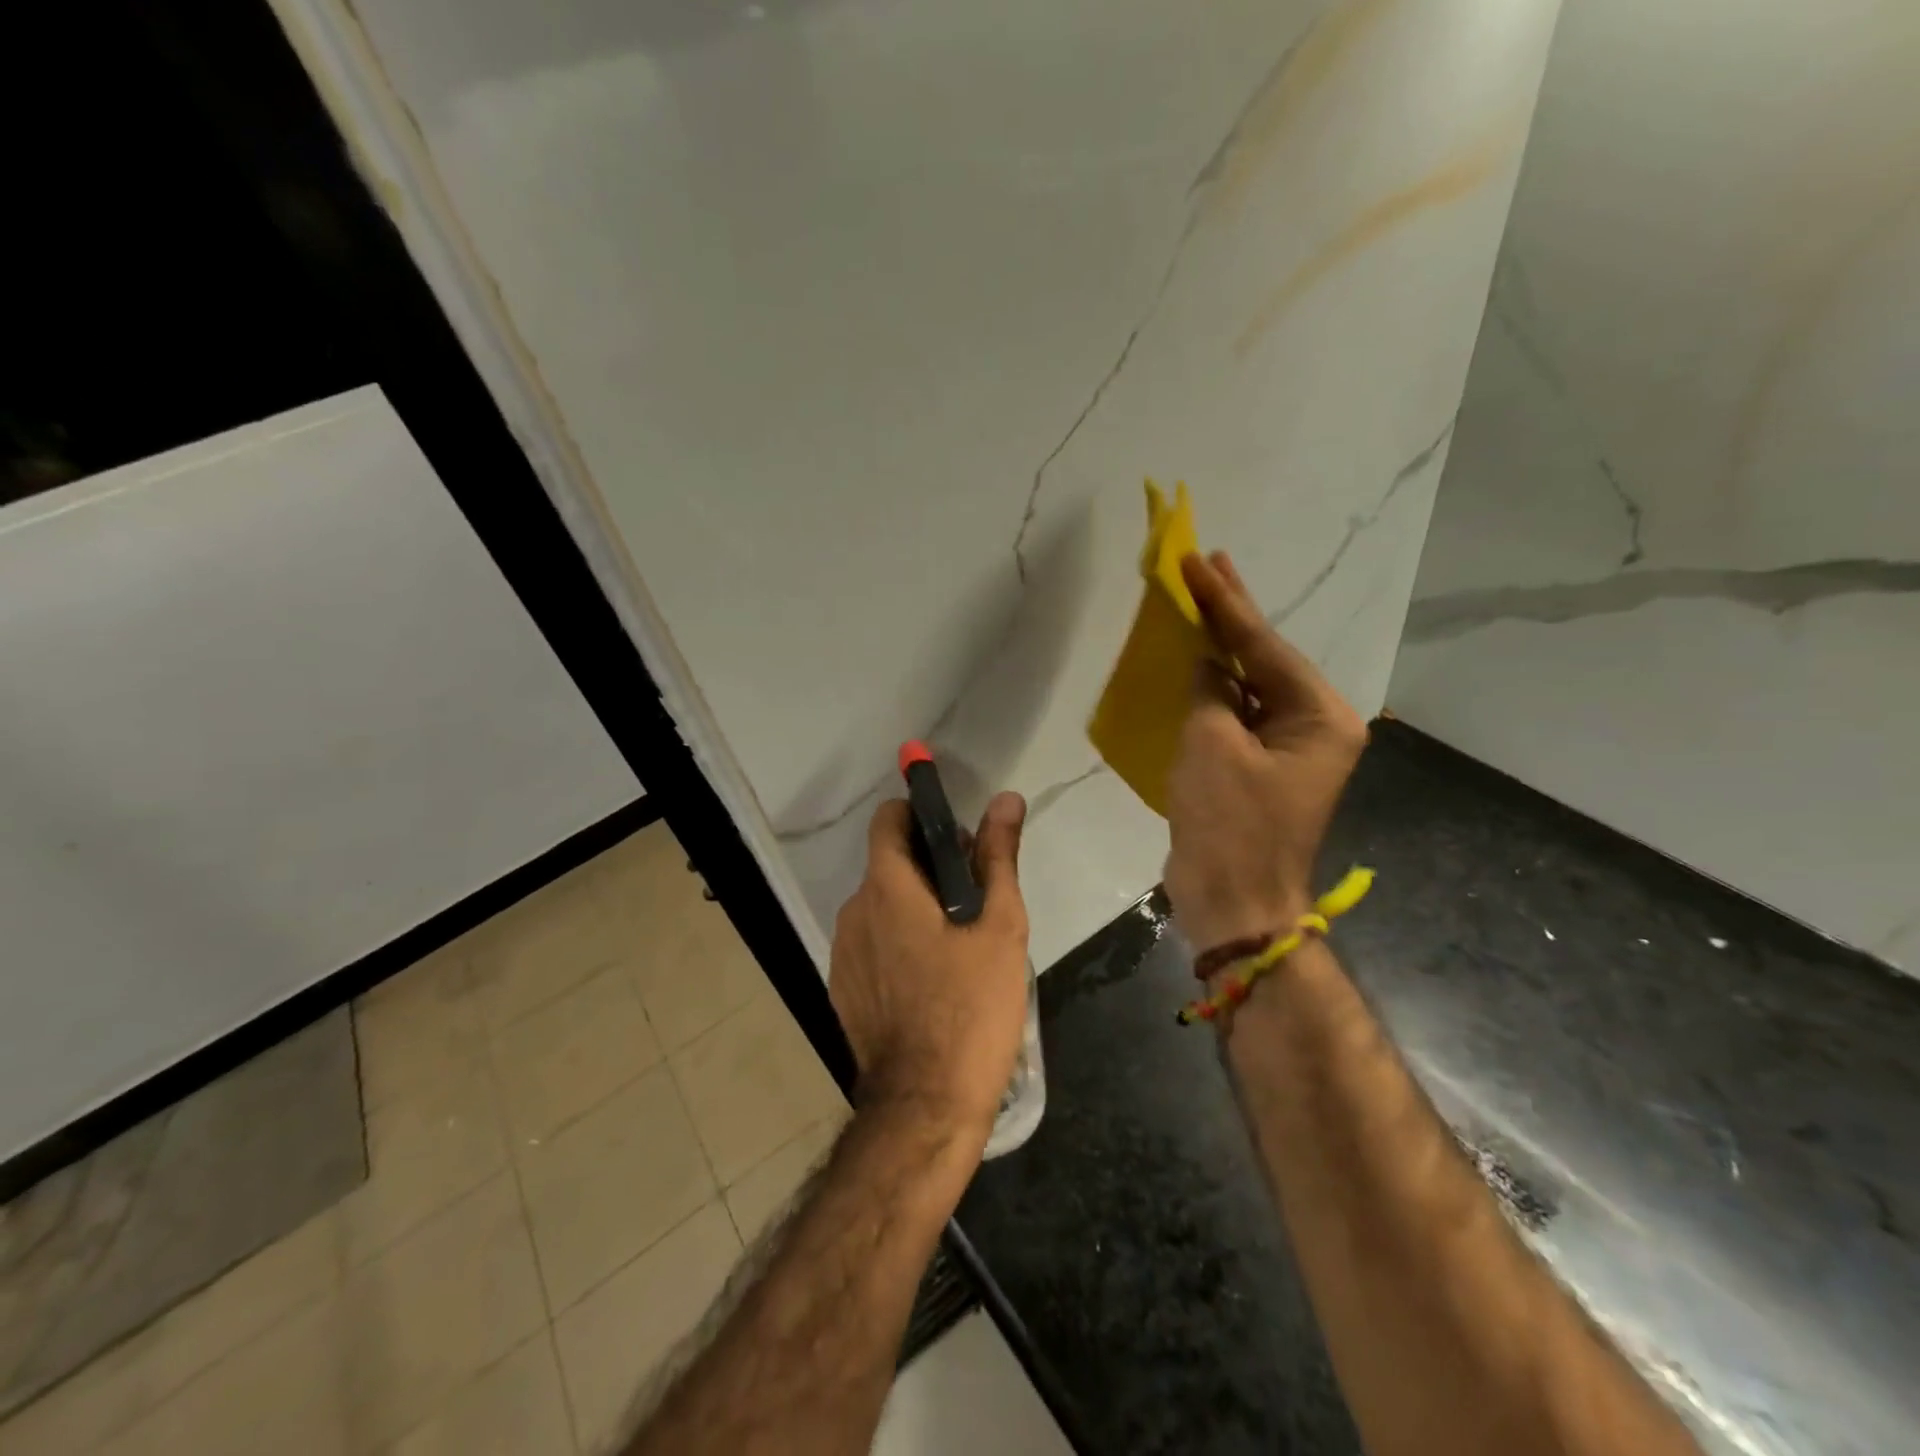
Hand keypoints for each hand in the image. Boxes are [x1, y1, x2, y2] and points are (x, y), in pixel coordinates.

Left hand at [829, 792, 1030, 1143]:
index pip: (888, 820)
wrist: (926, 1106)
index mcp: (887, 887)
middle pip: (888, 865)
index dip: (921, 816)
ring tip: (958, 944)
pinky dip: (897, 943)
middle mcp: (854, 911)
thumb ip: (998, 856)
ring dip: (914, 908)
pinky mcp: (843, 989)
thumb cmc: (971, 1008)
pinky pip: (871, 945)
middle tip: (975, 899)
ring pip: (880, 907)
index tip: (957, 838)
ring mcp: (843, 953)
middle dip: (929, 867)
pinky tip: (931, 980)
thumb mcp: (1000, 927)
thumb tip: (1006, 799)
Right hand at [1164, 551, 1367, 952]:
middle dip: (1233, 613)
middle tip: (1207, 562)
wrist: (1233, 902)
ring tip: (1198, 600)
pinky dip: (1213, 688)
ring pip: (1250, 684)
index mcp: (1320, 717)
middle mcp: (1315, 726)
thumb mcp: (1211, 744)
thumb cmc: (1229, 823)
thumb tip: (1207, 664)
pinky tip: (1195, 661)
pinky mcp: (1260, 767)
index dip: (1225, 602)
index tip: (1198, 560)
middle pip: (1266, 658)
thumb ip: (1209, 690)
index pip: (1264, 646)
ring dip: (1221, 648)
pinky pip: (1237, 714)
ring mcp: (1288, 748)